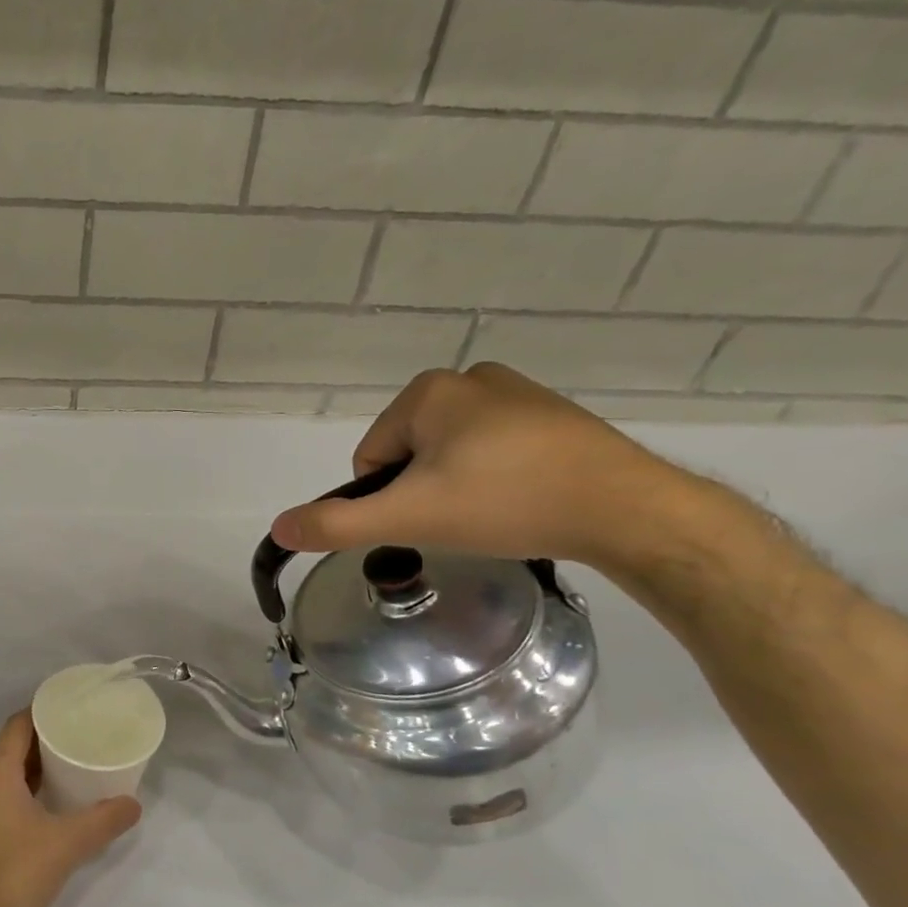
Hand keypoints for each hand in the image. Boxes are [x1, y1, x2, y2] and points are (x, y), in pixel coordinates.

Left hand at [0, 712, 141, 906]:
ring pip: (7, 775)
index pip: (17, 725)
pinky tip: (53, 807)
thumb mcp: (66, 845)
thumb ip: (102, 821)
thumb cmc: (13, 874)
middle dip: (46, 740)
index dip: (43, 710)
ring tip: (73, 767)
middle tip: (82, 736)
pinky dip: (27, 792)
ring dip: (37, 768)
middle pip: (13, 748)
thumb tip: (134, 804)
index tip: (73, 707)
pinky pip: (3, 797)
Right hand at [269, 363, 695, 573]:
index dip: (388, 497)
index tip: (427, 517)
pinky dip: (496, 478)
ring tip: (496, 514)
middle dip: (424, 491)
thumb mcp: (410, 517)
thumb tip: (278, 527)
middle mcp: (470, 378)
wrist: (629, 510)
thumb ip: (338, 524)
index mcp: (429, 391)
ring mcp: (518, 393)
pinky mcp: (554, 416)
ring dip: (458, 486)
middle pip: (410, 454)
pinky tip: (524, 501)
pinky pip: (495, 450)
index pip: (372, 457)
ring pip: (451, 454)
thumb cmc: (506, 502)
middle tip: (462, 520)